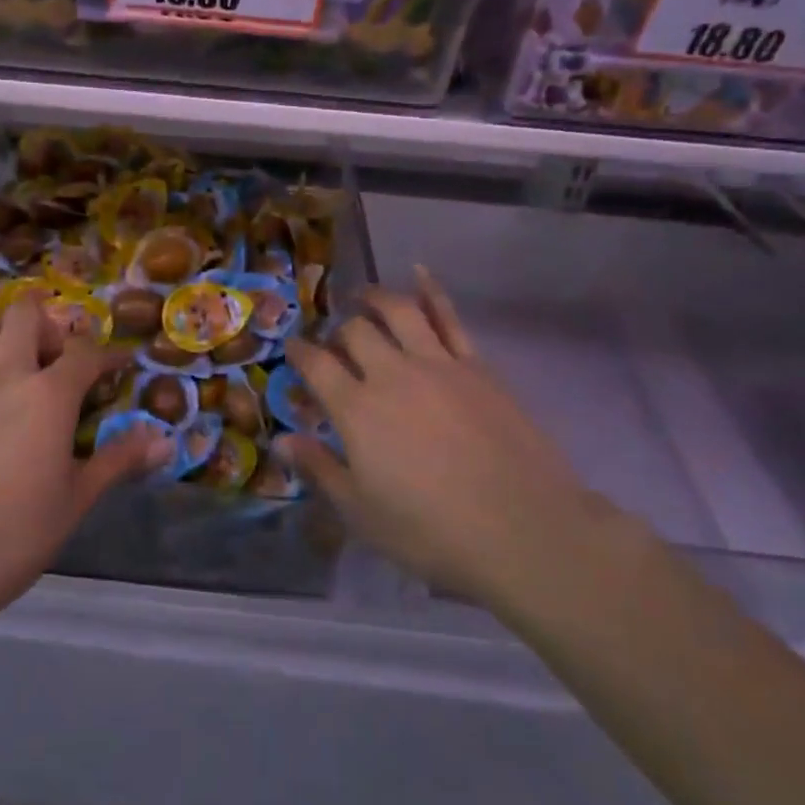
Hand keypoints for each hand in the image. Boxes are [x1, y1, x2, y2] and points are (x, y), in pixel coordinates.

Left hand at [0, 293, 166, 628]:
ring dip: (2, 338)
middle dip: (48, 325)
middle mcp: (3, 373)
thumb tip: (164, 441)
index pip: (86, 352)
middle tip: (55, 360)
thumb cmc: (13, 536)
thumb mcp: (76, 499)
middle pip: (26, 314)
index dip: (107, 354)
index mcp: (48, 395)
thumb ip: (119, 460)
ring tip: (10, 370)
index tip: (118, 365)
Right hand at [285, 268, 598, 608]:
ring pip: (398, 311)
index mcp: (357, 410)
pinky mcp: (477, 366)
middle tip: (334, 339)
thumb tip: (280, 440)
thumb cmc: (432, 532)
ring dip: (374, 297)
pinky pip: (450, 318)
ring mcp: (437, 364)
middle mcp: (391, 375)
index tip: (293, 348)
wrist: (524, 530)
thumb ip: (319, 469)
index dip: (299, 352)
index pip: (316, 365)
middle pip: (355, 332)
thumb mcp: (362, 513)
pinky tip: (420, 272)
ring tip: (362, 295)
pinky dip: (432, 290)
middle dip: (337, 331)